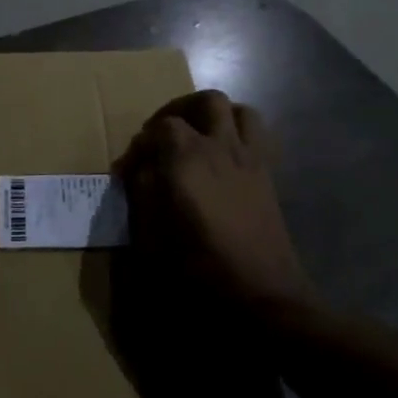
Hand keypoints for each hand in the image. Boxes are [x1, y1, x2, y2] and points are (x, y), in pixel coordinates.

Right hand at [116, 91, 308, 312]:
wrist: (263, 297)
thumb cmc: (200, 269)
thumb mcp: (152, 237)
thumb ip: (142, 194)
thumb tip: (140, 172)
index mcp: (188, 158)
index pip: (161, 127)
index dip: (141, 144)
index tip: (129, 169)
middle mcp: (221, 147)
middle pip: (206, 101)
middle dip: (180, 110)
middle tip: (163, 135)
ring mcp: (250, 159)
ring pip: (239, 111)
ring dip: (215, 116)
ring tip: (197, 138)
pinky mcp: (268, 176)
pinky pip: (257, 136)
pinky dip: (238, 135)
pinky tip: (222, 162)